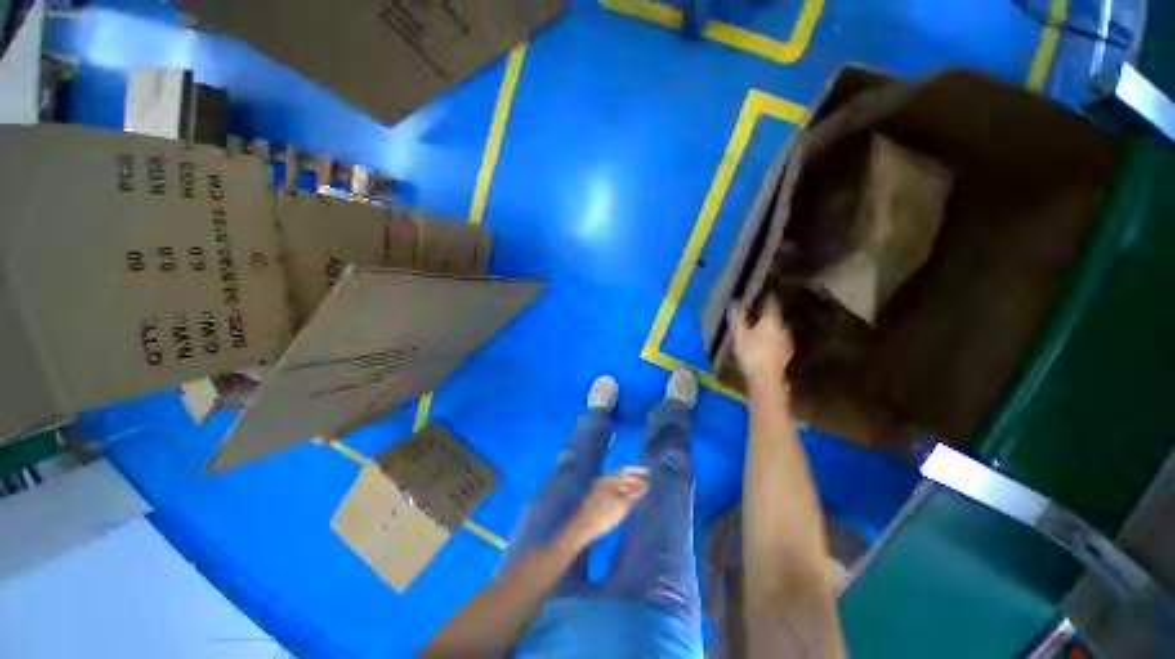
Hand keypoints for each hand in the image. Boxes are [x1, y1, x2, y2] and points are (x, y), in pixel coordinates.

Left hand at [565, 467, 649, 545]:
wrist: (584, 526)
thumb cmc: (604, 514)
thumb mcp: (622, 504)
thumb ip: (634, 493)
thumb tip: (646, 484)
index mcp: (610, 479)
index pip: (626, 470)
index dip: (638, 470)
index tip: (649, 472)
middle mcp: (605, 480)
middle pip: (622, 475)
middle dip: (634, 479)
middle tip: (646, 484)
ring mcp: (601, 487)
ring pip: (618, 482)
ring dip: (629, 485)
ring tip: (639, 492)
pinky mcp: (599, 495)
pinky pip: (614, 488)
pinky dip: (622, 490)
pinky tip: (627, 498)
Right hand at [728, 298, 793, 387]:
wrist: (767, 378)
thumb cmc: (751, 353)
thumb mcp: (739, 335)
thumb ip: (738, 318)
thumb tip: (734, 302)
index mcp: (772, 320)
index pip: (771, 303)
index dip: (766, 297)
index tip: (761, 293)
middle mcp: (783, 327)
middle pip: (776, 316)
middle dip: (767, 313)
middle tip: (756, 310)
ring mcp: (786, 340)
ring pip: (778, 328)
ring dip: (770, 326)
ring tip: (759, 326)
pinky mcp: (786, 352)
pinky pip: (778, 339)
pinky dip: (772, 337)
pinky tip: (765, 342)